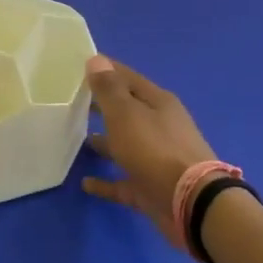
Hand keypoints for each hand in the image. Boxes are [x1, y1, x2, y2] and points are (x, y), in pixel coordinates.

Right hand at [83, 56, 216, 251]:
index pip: (127, 77)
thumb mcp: (126, 113)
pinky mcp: (151, 188)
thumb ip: (109, 89)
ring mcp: (156, 159)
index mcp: (157, 103)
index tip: (77, 65)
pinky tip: (86, 183)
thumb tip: (96, 59)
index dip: (103, 70)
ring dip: (104, 142)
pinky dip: (106, 181)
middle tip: (71, 101)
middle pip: (126, 111)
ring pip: (125, 145)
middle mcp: (159, 127)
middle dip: (101, 105)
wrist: (191, 203)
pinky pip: (123, 181)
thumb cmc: (155, 149)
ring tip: (78, 138)